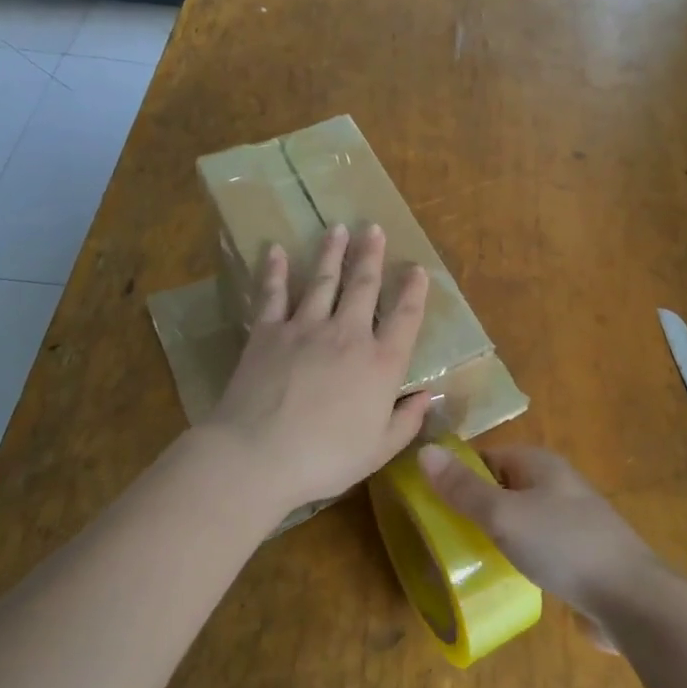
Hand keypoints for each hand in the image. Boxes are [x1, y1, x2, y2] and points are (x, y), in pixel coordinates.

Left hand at [201, 223, 430, 517]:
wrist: (258, 455)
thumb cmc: (325, 459)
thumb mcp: (379, 450)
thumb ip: (406, 421)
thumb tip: (427, 397)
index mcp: (380, 363)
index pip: (405, 316)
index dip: (414, 290)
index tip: (417, 269)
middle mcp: (348, 334)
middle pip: (364, 286)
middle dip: (371, 255)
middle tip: (374, 228)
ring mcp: (306, 327)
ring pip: (324, 279)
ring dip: (332, 252)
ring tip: (338, 228)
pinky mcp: (268, 331)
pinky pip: (273, 293)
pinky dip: (276, 270)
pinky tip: (277, 250)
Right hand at [417, 444, 659, 621]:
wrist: (632, 599)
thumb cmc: (564, 545)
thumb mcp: (504, 514)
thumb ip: (463, 488)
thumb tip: (425, 450)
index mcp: (539, 463)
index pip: (487, 456)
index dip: (458, 473)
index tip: (428, 499)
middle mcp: (556, 484)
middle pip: (503, 487)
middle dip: (474, 507)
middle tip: (441, 533)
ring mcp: (571, 520)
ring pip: (520, 519)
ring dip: (495, 534)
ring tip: (464, 558)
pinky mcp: (579, 556)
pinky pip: (537, 547)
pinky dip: (517, 556)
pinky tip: (503, 578)